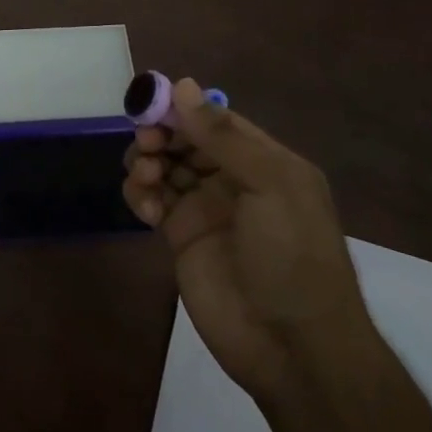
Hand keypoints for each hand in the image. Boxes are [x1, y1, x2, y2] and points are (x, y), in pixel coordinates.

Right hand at [123, 80, 373, 394]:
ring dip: (147, 163)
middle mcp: (233, 179)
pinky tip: (146, 210)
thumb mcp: (270, 187)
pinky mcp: (181, 237)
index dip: (182, 108)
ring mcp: (205, 208)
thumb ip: (223, 137)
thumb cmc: (291, 256)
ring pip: (164, 166)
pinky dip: (141, 195)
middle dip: (160, 135)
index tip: (148, 103)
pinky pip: (152, 200)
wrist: (291, 346)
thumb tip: (183, 85)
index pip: (216, 120)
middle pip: (184, 139)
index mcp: (265, 161)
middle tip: (148, 146)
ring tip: (146, 179)